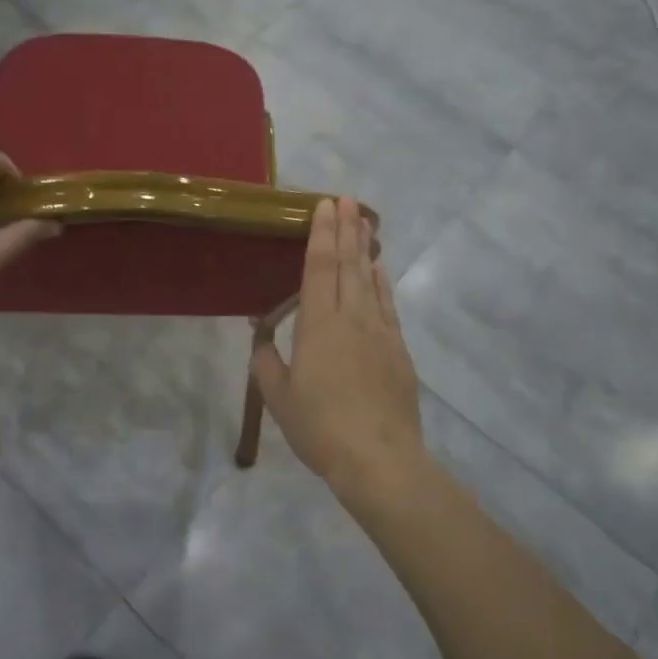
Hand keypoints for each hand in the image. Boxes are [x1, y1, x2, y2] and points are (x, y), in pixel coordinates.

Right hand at [250, 197, 428, 497]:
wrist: (379, 460)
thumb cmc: (320, 427)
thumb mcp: (279, 397)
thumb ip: (267, 362)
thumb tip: (260, 336)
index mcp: (318, 324)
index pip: (319, 267)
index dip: (321, 234)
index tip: (325, 205)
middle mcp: (351, 317)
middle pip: (348, 264)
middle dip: (346, 229)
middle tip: (347, 199)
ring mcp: (379, 332)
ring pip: (370, 280)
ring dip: (365, 248)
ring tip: (364, 222)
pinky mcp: (397, 350)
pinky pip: (387, 305)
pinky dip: (382, 282)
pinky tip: (380, 270)